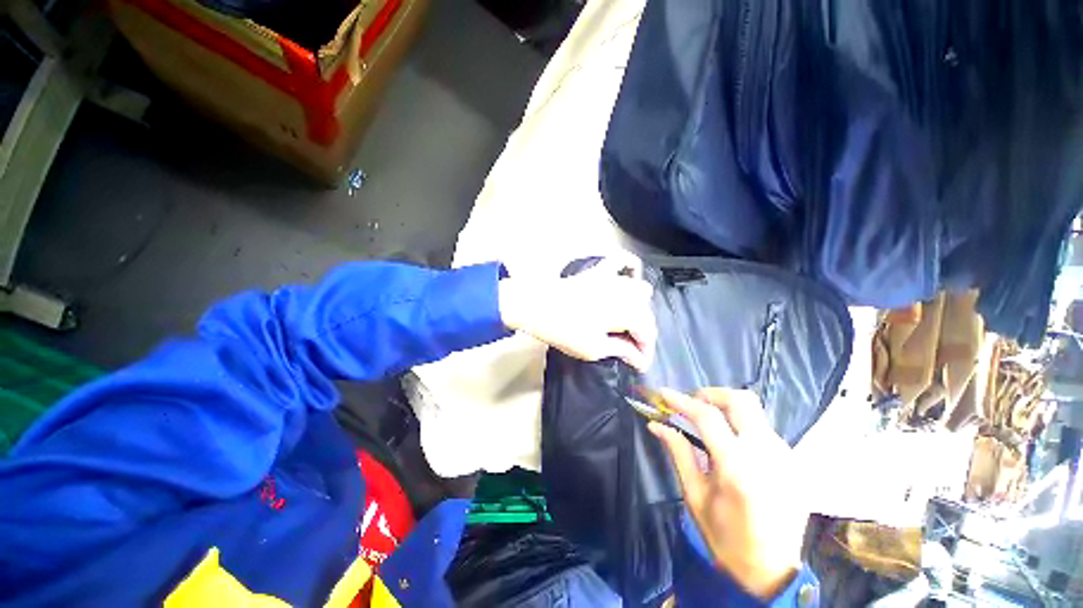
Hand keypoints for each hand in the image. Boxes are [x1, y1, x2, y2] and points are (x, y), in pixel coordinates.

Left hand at [498, 255, 656, 370]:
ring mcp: (612, 278)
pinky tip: (629, 277)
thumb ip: (622, 351)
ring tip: (628, 322)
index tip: (641, 365)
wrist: (535, 306)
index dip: (646, 352)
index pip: (647, 333)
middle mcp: (626, 292)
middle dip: (643, 333)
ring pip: (640, 289)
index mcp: (627, 312)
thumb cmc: (564, 330)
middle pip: (646, 313)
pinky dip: (629, 268)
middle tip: (631, 349)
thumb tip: (639, 360)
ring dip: (640, 307)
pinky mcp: (598, 271)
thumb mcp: (594, 348)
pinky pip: (620, 261)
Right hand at [650, 388, 807, 598]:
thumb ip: (678, 452)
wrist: (773, 571)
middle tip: (692, 403)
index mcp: (737, 467)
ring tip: (708, 422)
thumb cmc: (725, 537)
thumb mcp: (694, 495)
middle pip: (740, 400)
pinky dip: (742, 424)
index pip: (707, 417)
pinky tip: (731, 442)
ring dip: (727, 408)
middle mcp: (766, 454)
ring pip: (754, 411)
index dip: (681, 400)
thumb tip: (656, 423)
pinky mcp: (794, 461)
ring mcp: (786, 456)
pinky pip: (763, 428)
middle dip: (711, 394)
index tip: (663, 393)